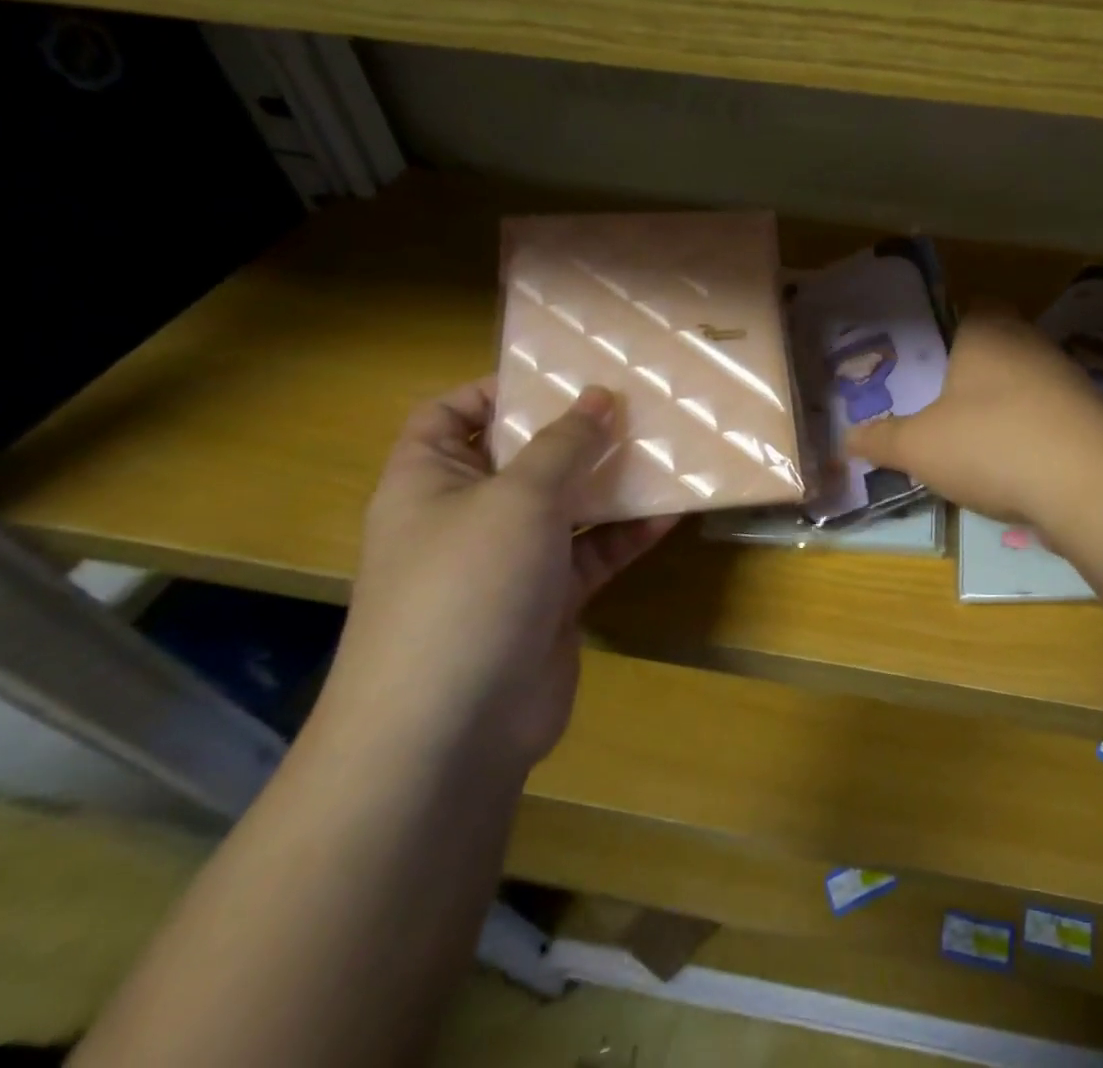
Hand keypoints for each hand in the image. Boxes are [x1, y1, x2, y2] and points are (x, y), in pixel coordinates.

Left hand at [327, 379, 675, 768]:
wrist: (453, 729)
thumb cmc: (469, 587)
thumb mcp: (519, 497)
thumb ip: (564, 443)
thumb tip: (598, 395)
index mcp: (430, 481)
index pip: (449, 415)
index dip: (495, 389)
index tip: (561, 375)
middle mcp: (466, 515)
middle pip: (522, 456)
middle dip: (574, 432)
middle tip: (634, 404)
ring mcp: (509, 560)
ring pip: (566, 505)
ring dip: (611, 481)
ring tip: (666, 448)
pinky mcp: (549, 599)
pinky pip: (592, 552)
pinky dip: (627, 532)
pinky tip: (673, 510)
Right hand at [846, 309, 1102, 524]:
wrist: (1088, 482)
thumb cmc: (990, 443)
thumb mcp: (920, 446)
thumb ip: (883, 439)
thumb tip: (849, 438)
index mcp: (987, 330)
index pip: (970, 307)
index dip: (948, 330)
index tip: (927, 363)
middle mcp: (1031, 343)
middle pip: (997, 347)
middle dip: (971, 375)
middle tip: (940, 407)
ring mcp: (1068, 379)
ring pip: (1024, 384)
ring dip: (1003, 408)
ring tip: (973, 444)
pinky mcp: (1092, 417)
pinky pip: (1049, 417)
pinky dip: (1031, 436)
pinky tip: (1015, 469)